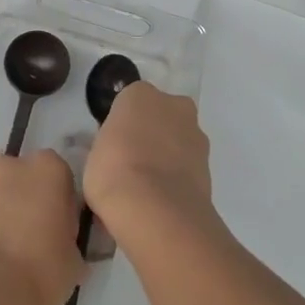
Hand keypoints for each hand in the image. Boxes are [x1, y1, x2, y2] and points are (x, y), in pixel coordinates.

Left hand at [0, 151, 85, 304]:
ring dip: (6, 210)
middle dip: (30, 198)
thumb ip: (70, 236)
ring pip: (1, 193)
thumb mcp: (76, 256)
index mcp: (49, 167)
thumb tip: (63, 243)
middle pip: (26, 177)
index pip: (61, 176)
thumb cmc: (46, 266)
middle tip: (37, 234)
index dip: (61, 201)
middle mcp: (14, 165)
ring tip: (12, 248)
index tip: (62, 226)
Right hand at [84, 82, 214, 244]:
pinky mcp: (210, 166)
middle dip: (150, 135)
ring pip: (177, 141)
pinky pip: (187, 167)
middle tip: (131, 165)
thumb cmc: (114, 171)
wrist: (156, 211)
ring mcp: (195, 134)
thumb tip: (116, 154)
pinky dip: (178, 179)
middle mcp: (173, 104)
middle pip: (160, 117)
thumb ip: (110, 144)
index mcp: (140, 94)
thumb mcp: (94, 154)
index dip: (122, 126)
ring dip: (167, 157)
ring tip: (147, 191)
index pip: (129, 104)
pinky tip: (162, 202)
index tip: (113, 147)